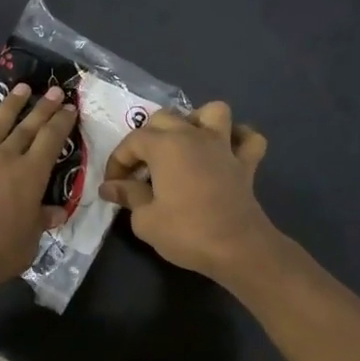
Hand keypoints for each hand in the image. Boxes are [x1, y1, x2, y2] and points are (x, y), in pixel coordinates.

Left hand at [0, 84, 77, 297]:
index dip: (62, 122)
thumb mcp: (30, 242)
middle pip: (26, 127)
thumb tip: (56, 212)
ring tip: (19, 88)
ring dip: (7, 106)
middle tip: (54, 90)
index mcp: (29, 175)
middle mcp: (2, 159)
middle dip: (42, 107)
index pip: (51, 140)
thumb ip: (41, 221)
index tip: (70, 107)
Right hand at [99, 102, 276, 279]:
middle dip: (147, 138)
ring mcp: (224, 146)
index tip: (112, 186)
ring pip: (213, 112)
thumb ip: (128, 196)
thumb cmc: (186, 232)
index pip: (132, 141)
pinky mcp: (246, 163)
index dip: (117, 162)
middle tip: (141, 168)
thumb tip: (110, 187)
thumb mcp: (145, 220)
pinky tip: (226, 151)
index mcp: (165, 146)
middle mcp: (194, 136)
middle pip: (165, 118)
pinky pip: (249, 139)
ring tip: (185, 144)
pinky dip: (238, 139)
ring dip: (197, 121)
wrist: (237, 249)